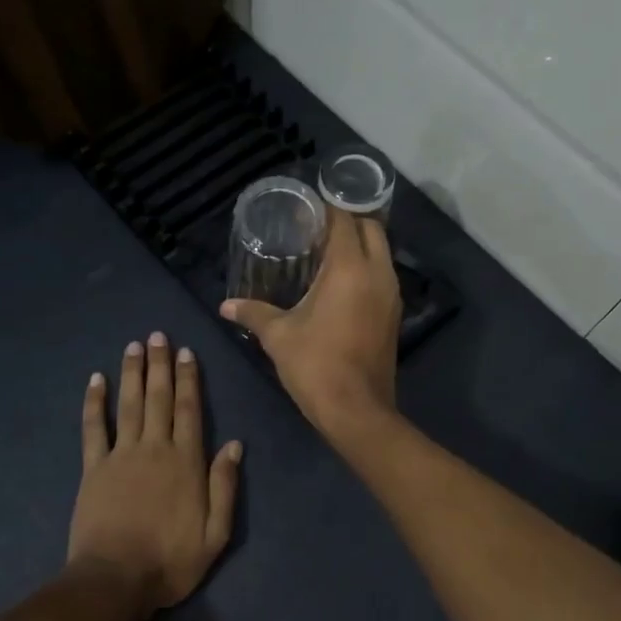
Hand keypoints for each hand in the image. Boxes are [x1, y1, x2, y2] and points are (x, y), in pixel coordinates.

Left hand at [68, 333, 242, 611]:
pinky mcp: (94, 468)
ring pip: (129, 404)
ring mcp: (121, 456)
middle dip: (160, 365)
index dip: (189, 379)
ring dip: (132, 373)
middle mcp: (155, 448)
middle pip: (158, 398)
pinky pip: (94, 428)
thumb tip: (235, 445)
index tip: (186, 352)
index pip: (189, 410)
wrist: (115, 581)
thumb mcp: (216, 533)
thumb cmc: (171, 561)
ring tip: (134, 345)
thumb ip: (225, 486)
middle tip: (158, 335)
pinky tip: (95, 380)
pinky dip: (95, 403)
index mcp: (186, 462)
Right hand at [220, 212, 401, 435]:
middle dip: (347, 221)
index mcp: (350, 268)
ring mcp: (391, 294)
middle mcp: (378, 273)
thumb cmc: (316, 365)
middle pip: (371, 228)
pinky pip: (382, 275)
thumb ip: (252, 313)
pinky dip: (366, 267)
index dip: (325, 210)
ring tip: (326, 251)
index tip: (304, 210)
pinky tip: (340, 282)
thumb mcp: (278, 336)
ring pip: (381, 252)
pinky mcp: (394, 314)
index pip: (344, 220)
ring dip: (359, 244)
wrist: (356, 410)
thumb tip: (226, 306)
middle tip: (316, 228)